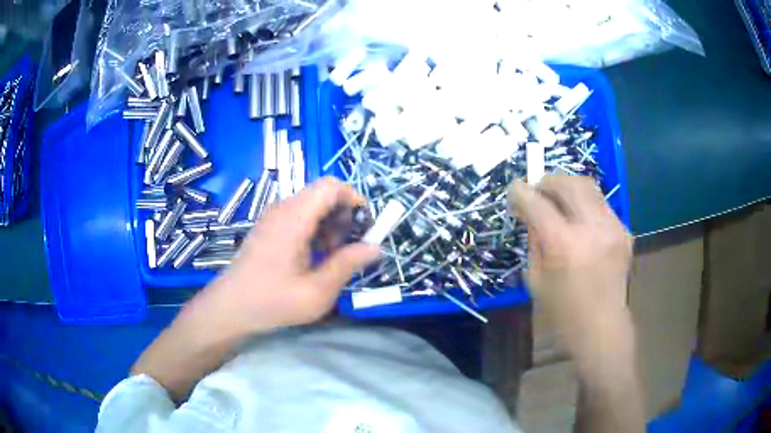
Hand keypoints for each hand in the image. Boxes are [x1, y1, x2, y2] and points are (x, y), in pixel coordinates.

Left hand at [203, 177, 379, 334]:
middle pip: (323, 194)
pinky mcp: (268, 227)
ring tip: (330, 256)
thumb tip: (376, 247)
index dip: (354, 200)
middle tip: (346, 248)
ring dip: (329, 224)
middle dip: (343, 216)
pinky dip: (314, 229)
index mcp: (294, 218)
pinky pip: (299, 215)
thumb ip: (348, 265)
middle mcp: (283, 209)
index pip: (331, 186)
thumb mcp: (317, 291)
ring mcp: (273, 216)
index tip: (364, 228)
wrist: (230, 307)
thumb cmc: (272, 301)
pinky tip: (312, 257)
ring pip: (312, 205)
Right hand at [508, 176, 632, 353]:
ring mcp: (612, 227)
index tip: (514, 190)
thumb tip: (531, 214)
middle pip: (567, 183)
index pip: (537, 203)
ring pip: (588, 186)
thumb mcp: (535, 279)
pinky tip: (580, 221)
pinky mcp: (624, 231)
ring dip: (568, 188)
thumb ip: (534, 240)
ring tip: (559, 199)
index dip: (520, 192)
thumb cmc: (563, 312)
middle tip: (538, 190)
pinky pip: (601, 205)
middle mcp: (591, 228)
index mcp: (563, 245)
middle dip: (547, 181)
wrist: (602, 327)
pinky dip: (585, 205)